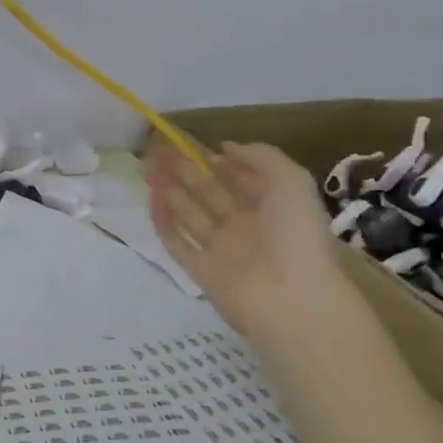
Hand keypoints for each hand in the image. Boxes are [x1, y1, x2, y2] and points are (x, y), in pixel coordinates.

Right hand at [146, 141, 340, 335]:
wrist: (290, 299)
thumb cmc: (294, 235)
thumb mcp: (291, 181)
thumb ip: (261, 157)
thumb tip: (224, 147)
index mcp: (270, 206)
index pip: (239, 178)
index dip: (215, 160)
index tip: (188, 143)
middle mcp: (245, 227)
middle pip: (210, 193)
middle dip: (186, 172)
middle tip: (159, 152)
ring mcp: (222, 250)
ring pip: (191, 215)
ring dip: (170, 192)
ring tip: (148, 169)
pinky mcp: (202, 272)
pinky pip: (178, 244)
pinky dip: (164, 224)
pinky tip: (151, 201)